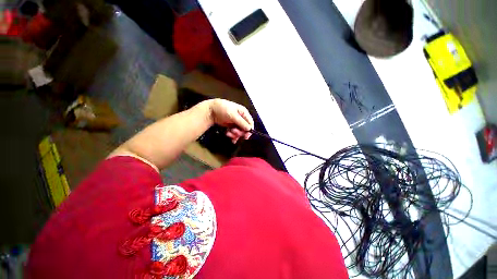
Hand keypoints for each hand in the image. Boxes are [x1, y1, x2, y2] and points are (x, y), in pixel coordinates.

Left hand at [208, 99, 253, 143]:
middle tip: (234, 132)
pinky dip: (232, 135)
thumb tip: (249, 129)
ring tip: (229, 133)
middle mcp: (241, 118)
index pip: (250, 123)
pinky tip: (228, 134)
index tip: (246, 136)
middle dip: (240, 132)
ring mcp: (236, 123)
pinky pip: (234, 133)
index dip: (249, 130)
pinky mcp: (231, 127)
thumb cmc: (223, 109)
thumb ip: (242, 122)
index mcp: (244, 113)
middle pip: (245, 129)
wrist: (211, 111)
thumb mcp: (233, 115)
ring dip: (235, 134)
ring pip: (239, 132)